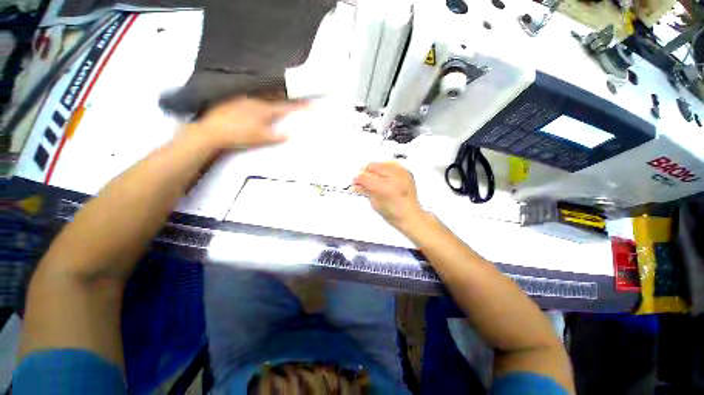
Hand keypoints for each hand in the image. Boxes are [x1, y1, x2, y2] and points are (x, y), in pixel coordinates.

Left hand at [183, 97, 304, 149]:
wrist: (213, 131)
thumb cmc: (240, 135)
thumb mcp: (262, 139)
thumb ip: (278, 136)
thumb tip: (292, 135)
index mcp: (265, 109)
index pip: (287, 107)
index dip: (300, 106)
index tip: (311, 104)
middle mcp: (256, 99)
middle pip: (276, 95)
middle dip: (288, 94)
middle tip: (296, 94)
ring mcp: (244, 97)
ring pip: (264, 92)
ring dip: (274, 92)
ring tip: (280, 93)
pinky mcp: (234, 98)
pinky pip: (252, 93)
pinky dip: (260, 94)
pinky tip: (258, 98)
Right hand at [353, 162, 425, 230]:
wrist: (410, 215)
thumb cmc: (394, 213)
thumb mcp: (375, 203)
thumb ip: (364, 191)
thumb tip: (354, 185)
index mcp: (384, 187)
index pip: (364, 176)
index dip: (357, 179)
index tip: (355, 183)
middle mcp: (394, 177)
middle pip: (372, 166)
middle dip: (365, 172)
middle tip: (362, 181)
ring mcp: (401, 173)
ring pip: (380, 163)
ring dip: (374, 170)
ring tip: (373, 179)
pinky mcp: (406, 172)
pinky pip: (391, 163)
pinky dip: (384, 168)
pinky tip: (383, 176)